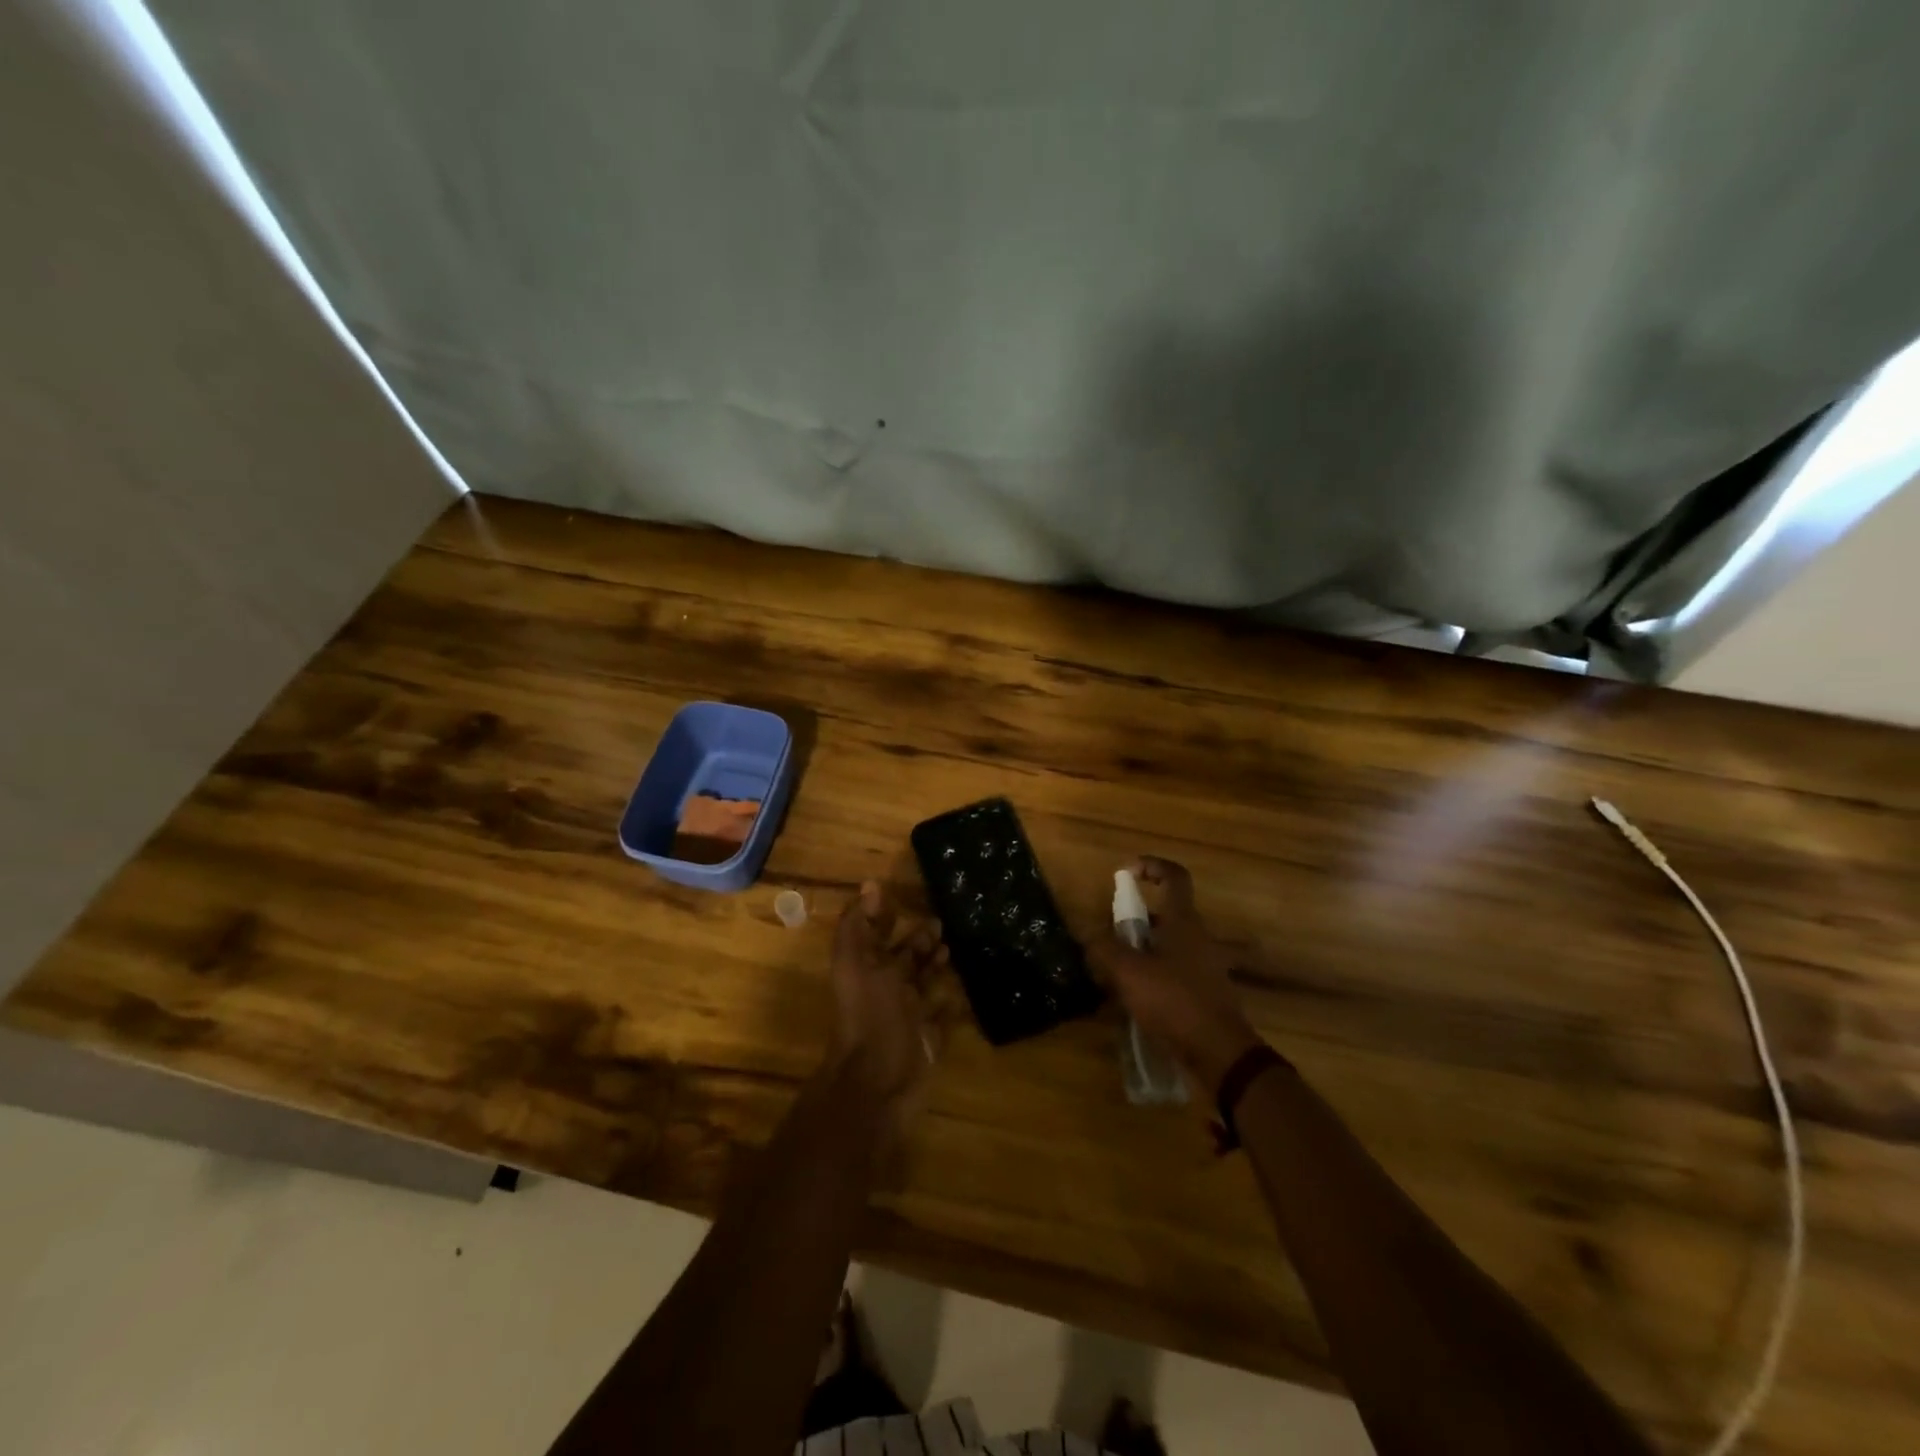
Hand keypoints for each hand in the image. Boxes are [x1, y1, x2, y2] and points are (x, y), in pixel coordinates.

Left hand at [826, 881, 950, 1118]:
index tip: (904, 894)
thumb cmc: (868, 1016)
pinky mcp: (931, 1040)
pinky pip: (945, 1018)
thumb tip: (870, 884)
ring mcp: (910, 1017)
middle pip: (904, 959)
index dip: (886, 917)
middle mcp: (888, 991)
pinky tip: (966, 990)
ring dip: (936, 966)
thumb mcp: (855, 964)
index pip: (877, 936)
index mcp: (868, 971)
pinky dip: (954, 1004)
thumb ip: (857, 926)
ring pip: (925, 985)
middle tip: (942, 920)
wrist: (879, 1083)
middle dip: (920, 940)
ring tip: (956, 947)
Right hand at [1086, 856, 1262, 1098]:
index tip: (1126, 873)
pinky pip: (1172, 969)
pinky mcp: (1203, 990)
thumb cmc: (1174, 1001)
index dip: (1151, 865)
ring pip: (1167, 943)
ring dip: (1140, 948)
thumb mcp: (1129, 973)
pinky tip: (1131, 996)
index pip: (1174, 876)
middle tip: (1108, 934)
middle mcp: (1197, 936)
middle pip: (1165, 912)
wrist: (1220, 1052)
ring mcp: (1203, 964)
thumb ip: (1105, 949)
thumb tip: (1087, 935)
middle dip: (1134, 918)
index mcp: (1183, 921)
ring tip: (1111, 969)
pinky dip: (1151, 973)